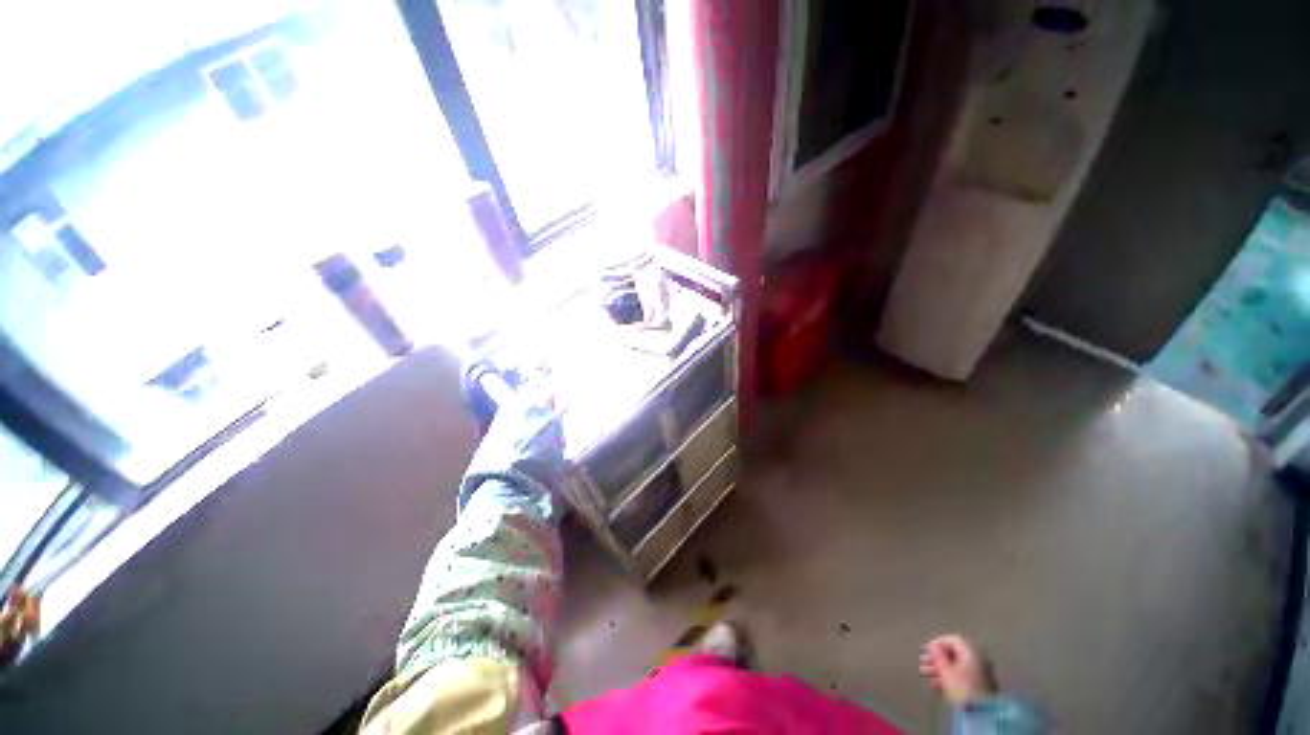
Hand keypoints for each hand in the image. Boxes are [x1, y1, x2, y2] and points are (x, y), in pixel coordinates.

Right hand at [919, 634, 997, 704]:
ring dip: (941, 668)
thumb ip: (938, 656)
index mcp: (972, 651)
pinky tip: (937, 683)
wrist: (982, 713)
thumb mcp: (945, 671)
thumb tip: (932, 646)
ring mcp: (983, 673)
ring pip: (958, 666)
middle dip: (937, 658)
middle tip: (922, 662)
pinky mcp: (982, 686)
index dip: (937, 643)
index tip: (925, 650)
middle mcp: (980, 658)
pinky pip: (963, 676)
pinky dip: (950, 677)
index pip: (952, 639)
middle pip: (955, 653)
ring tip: (925, 674)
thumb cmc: (962, 687)